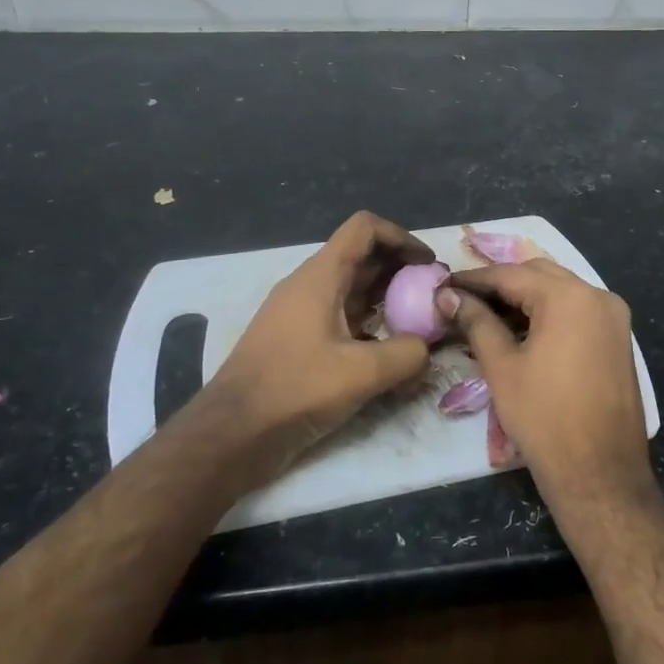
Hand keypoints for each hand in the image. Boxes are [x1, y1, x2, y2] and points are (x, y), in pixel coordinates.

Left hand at [206, 212, 435, 481]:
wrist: (231, 434)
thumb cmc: (294, 390)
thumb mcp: (362, 373)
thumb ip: (407, 354)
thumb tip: (427, 348)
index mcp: (321, 276)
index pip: (365, 229)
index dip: (402, 238)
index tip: (428, 266)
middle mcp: (310, 286)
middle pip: (363, 258)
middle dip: (402, 272)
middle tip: (433, 298)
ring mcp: (301, 314)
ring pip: (353, 291)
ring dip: (387, 301)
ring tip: (418, 327)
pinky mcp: (298, 343)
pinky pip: (341, 320)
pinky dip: (369, 327)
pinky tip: (388, 356)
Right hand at [437, 261, 655, 511]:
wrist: (601, 474)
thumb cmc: (545, 419)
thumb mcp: (502, 367)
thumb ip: (476, 322)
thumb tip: (449, 297)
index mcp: (569, 297)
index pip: (511, 274)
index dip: (474, 279)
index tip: (444, 285)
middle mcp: (598, 296)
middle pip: (539, 275)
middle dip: (501, 284)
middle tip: (464, 300)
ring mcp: (614, 318)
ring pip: (561, 291)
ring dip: (525, 298)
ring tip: (487, 316)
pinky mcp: (618, 339)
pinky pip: (578, 312)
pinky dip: (549, 314)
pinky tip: (521, 331)